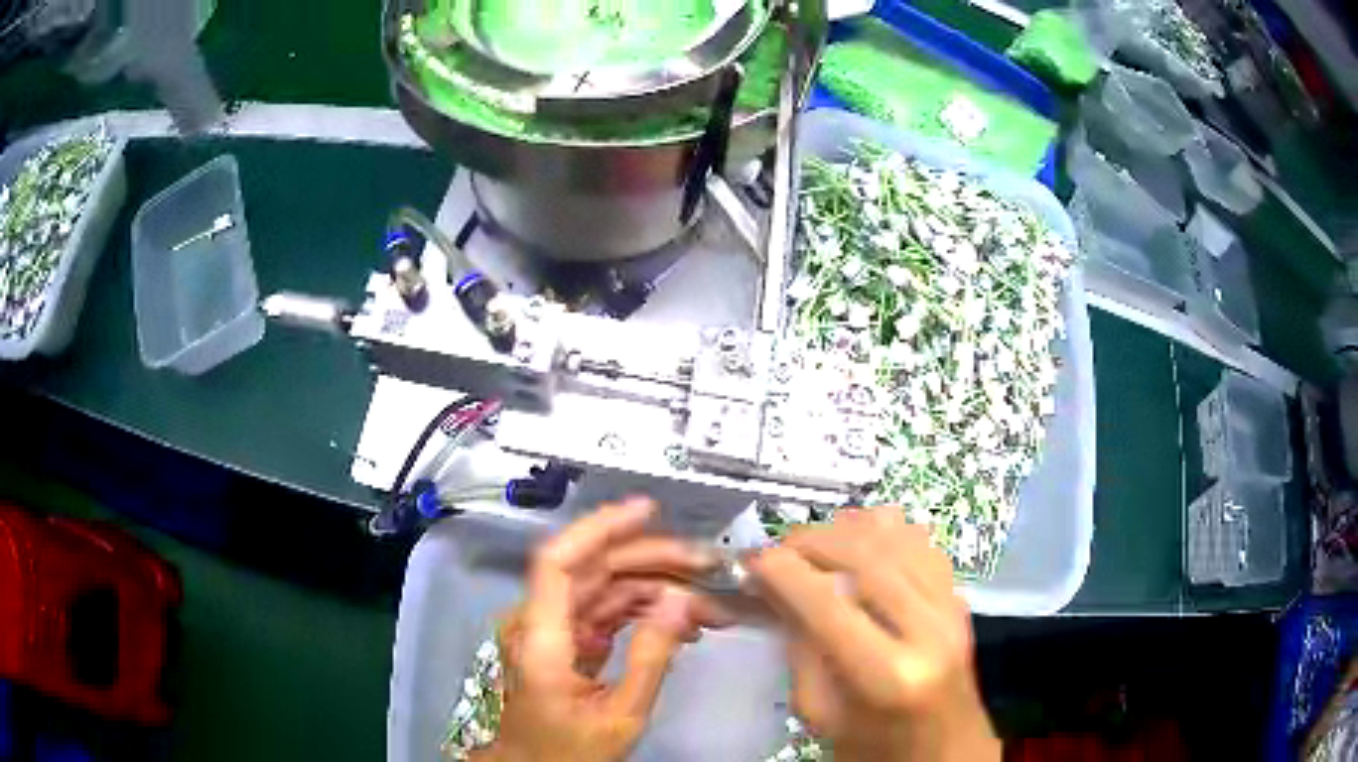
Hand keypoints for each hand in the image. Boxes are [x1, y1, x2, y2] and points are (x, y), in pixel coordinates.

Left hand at [473, 498, 729, 761]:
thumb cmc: (569, 752)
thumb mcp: (620, 716)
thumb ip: (651, 658)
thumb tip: (682, 600)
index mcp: (541, 639)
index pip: (558, 563)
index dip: (599, 528)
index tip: (647, 511)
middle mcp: (539, 622)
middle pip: (593, 571)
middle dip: (652, 561)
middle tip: (708, 565)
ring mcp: (552, 630)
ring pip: (605, 589)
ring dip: (656, 589)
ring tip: (709, 603)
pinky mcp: (567, 642)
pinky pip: (606, 613)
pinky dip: (644, 611)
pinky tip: (682, 621)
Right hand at [747, 507, 999, 761]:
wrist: (943, 750)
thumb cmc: (872, 746)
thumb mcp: (818, 712)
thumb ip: (799, 646)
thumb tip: (774, 586)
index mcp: (888, 675)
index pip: (827, 601)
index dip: (782, 570)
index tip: (750, 560)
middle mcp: (929, 629)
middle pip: (864, 555)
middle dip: (809, 541)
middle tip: (776, 551)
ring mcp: (952, 607)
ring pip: (895, 536)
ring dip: (844, 530)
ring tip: (811, 546)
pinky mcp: (961, 596)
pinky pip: (919, 541)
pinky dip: (882, 532)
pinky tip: (857, 546)